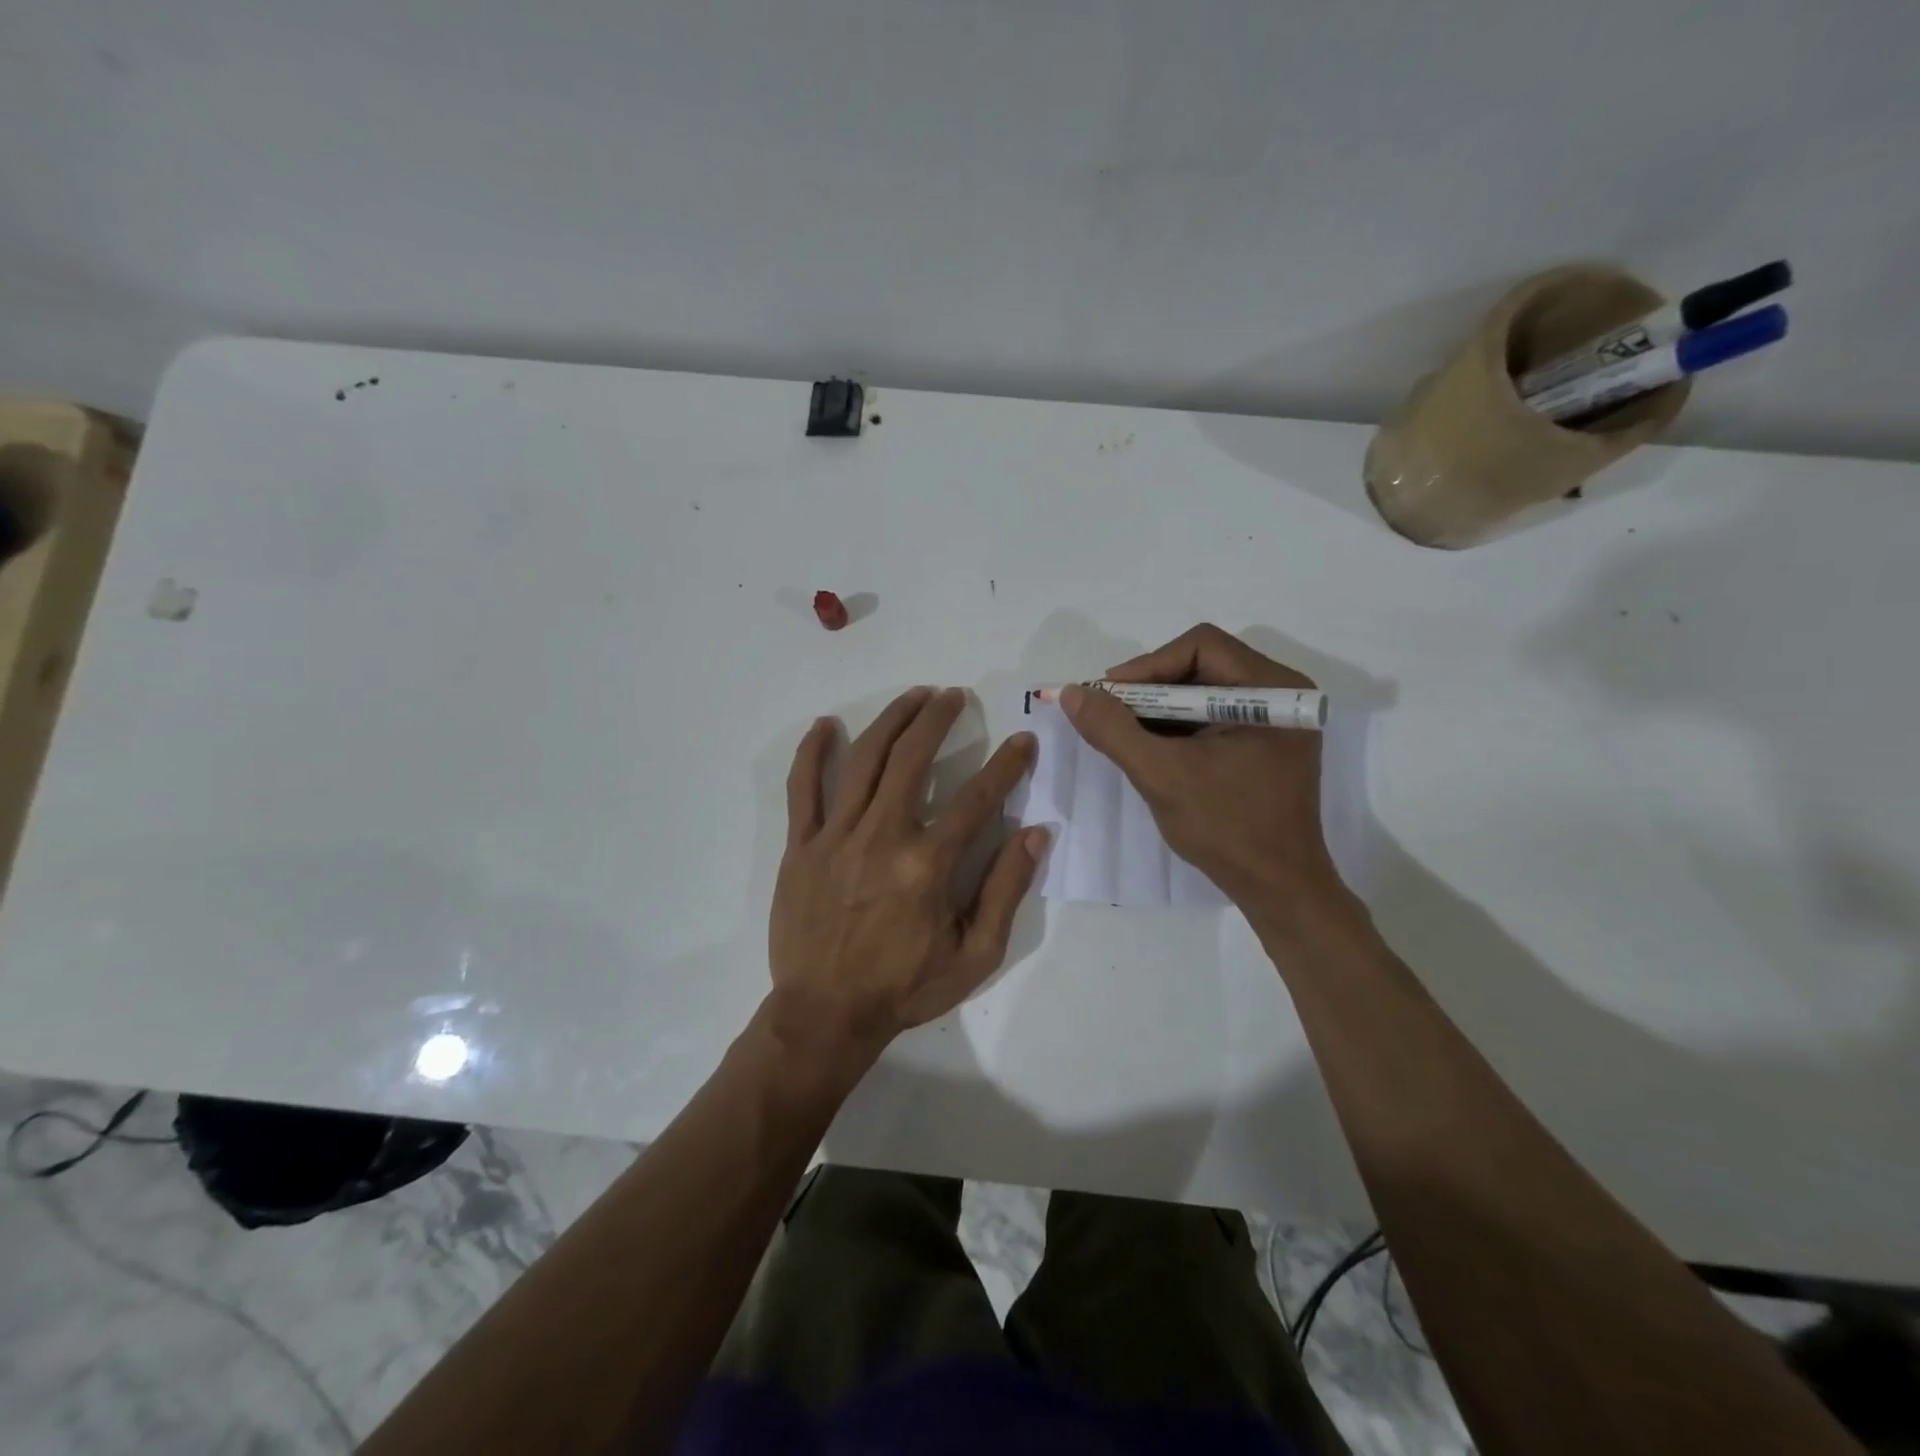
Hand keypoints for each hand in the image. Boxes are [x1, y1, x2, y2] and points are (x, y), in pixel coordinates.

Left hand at [768, 686, 1047, 1066]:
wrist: (825, 1014)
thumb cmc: (905, 987)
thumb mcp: (975, 955)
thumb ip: (1006, 890)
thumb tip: (1036, 833)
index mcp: (928, 865)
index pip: (977, 798)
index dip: (1006, 765)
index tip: (1022, 741)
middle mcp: (882, 836)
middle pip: (913, 758)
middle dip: (938, 719)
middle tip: (955, 696)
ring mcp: (836, 837)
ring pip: (864, 760)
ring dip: (891, 720)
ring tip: (914, 696)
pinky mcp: (801, 846)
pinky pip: (803, 789)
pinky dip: (812, 753)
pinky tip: (826, 725)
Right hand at [1060, 624, 1341, 917]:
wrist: (1278, 888)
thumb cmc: (1227, 828)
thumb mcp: (1161, 775)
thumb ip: (1113, 730)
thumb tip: (1071, 693)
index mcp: (1271, 689)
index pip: (1201, 646)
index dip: (1147, 666)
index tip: (1107, 696)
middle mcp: (1281, 693)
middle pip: (1202, 664)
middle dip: (1149, 688)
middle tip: (1109, 712)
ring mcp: (1276, 719)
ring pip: (1204, 690)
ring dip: (1159, 708)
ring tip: (1122, 731)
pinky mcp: (1265, 742)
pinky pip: (1213, 716)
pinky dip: (1178, 726)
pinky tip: (1150, 747)